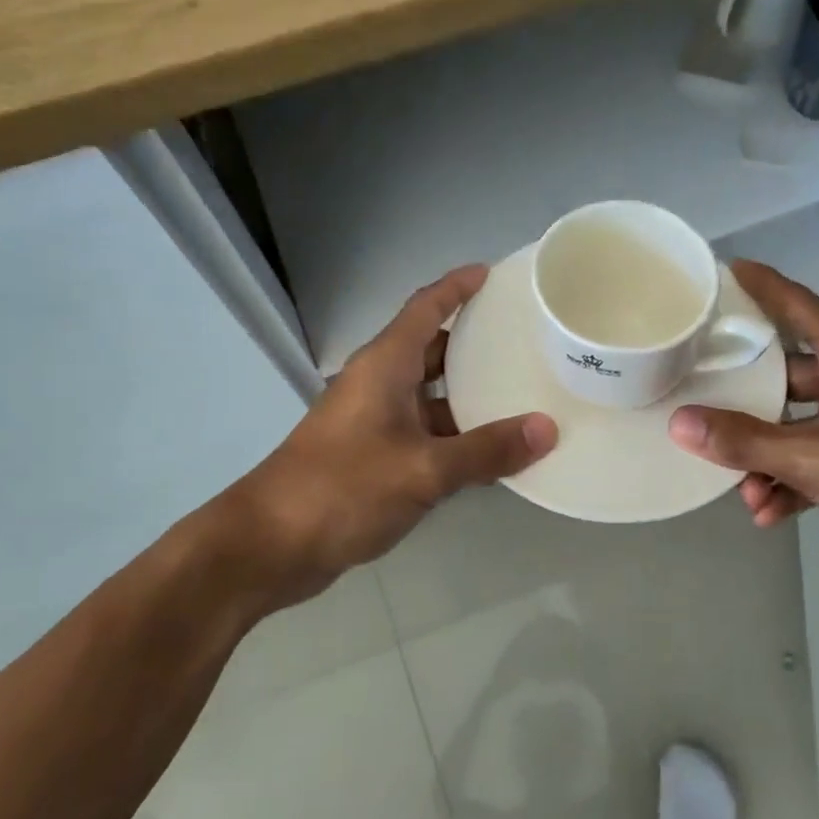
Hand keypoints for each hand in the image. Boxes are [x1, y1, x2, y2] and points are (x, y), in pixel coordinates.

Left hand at [228, 266, 556, 607]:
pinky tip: (491, 453)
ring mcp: (373, 422)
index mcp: (385, 366)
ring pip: (430, 397)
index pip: (425, 309)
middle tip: (526, 341)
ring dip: (470, 397)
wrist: (272, 544)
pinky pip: (424, 434)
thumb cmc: (344, 488)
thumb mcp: (423, 469)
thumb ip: (486, 450)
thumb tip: (547, 429)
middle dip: (474, 343)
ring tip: (523, 395)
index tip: (492, 274)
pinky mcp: (372, 457)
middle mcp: (378, 385)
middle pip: (432, 350)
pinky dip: (456, 437)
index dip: (457, 287)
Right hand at [666, 260, 818, 598]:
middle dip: (744, 400)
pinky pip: (814, 460)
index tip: (719, 270)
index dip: (759, 285)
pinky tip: (766, 513)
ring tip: (740, 489)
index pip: (797, 304)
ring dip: (765, 456)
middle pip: (785, 373)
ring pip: (796, 425)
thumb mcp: (813, 458)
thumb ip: (743, 441)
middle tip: (696, 399)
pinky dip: (789, 482)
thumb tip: (678, 423)